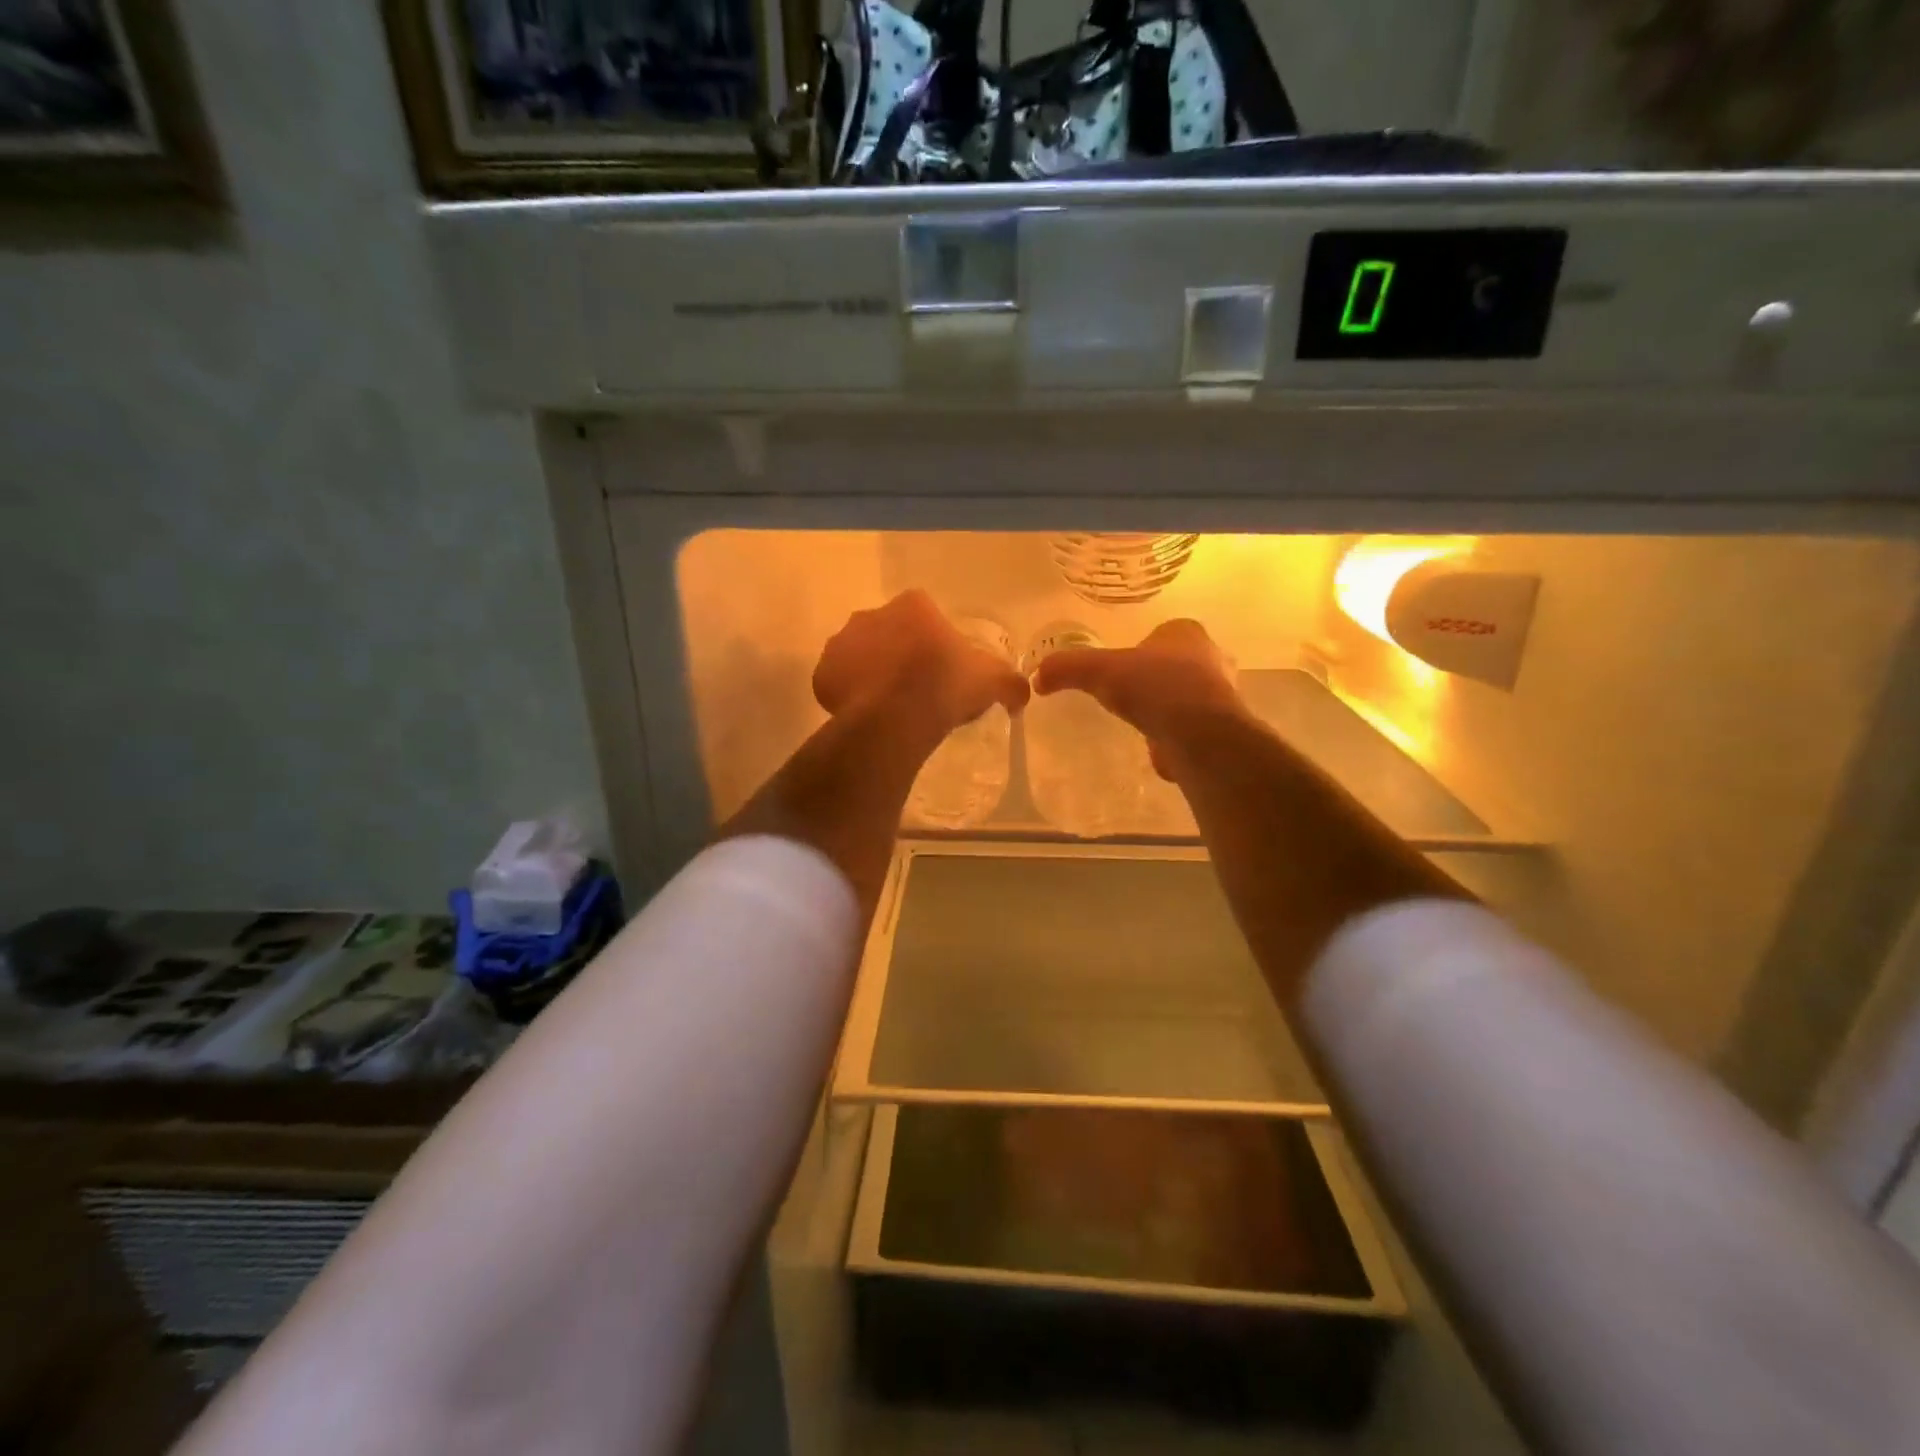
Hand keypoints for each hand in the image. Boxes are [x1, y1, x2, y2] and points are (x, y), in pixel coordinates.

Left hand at [814, 590, 1029, 736]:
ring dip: (873, 672)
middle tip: (916, 688)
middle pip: (889, 632)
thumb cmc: (946, 686)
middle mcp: (871, 614)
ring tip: (891, 706)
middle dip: (900, 653)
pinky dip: (850, 695)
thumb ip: (1011, 683)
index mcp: (912, 606)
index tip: (942, 668)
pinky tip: (868, 715)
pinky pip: (839, 681)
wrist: (896, 717)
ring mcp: (842, 643)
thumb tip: (1024, 694)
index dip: (934, 641)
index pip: (925, 614)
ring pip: (861, 655)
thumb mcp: (992, 681)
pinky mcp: (823, 674)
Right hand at [1032, 619, 1246, 778]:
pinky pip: (1192, 727)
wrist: (1199, 734)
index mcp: (1187, 633)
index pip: (1162, 633)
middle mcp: (1212, 658)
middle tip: (1130, 695)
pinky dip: (1175, 735)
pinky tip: (1158, 746)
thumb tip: (1037, 677)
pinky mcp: (1222, 729)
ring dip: (1168, 708)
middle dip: (1157, 678)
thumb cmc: (1154, 688)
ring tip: (1142, 722)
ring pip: (1188, 695)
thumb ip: (1067, 668)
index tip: (1121, 670)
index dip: (1141, 649)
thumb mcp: (1099, 671)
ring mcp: (1222, 694)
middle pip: (1178, 664)